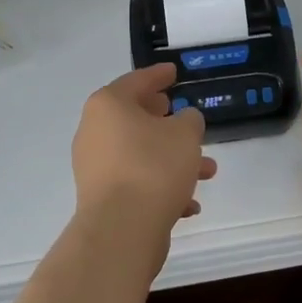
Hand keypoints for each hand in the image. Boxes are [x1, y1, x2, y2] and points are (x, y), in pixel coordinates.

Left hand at [71, 63, 215, 271]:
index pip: (137, 81)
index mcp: (108, 105)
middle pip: (135, 118)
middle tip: (183, 116)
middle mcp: (94, 131)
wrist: (121, 230)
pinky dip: (160, 186)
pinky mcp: (100, 198)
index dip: (159, 75)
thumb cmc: (153, 167)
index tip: (174, 72)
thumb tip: (182, 122)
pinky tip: (189, 204)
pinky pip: (135, 182)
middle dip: (167, 122)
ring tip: (207, 171)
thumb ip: (189, 120)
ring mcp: (94, 166)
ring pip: (140, 154)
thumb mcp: (185, 135)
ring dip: (172, 159)